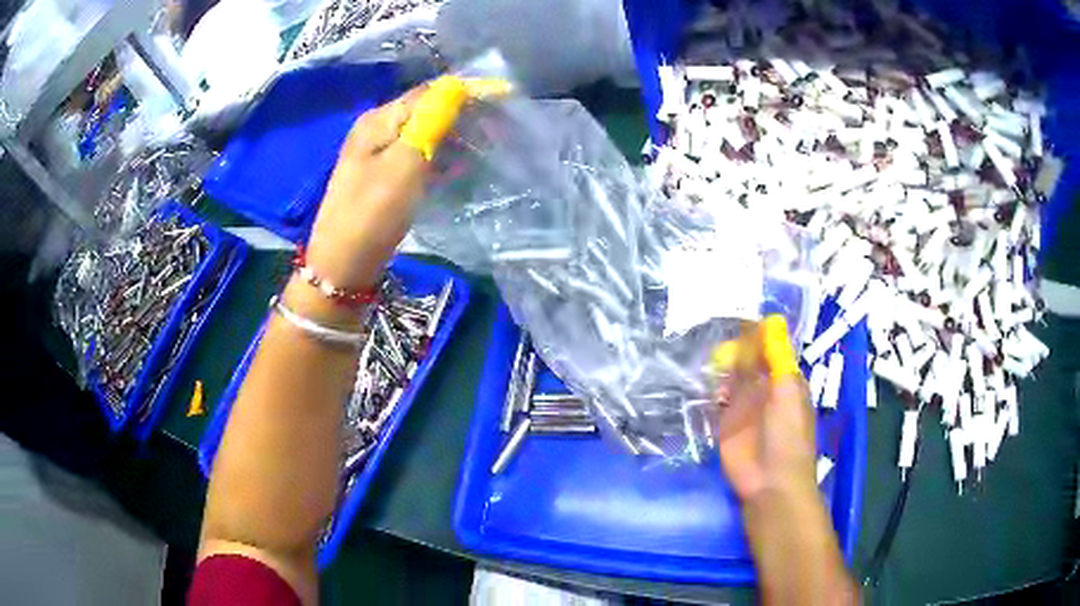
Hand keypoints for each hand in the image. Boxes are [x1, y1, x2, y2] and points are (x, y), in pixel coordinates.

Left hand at [306, 75, 499, 290]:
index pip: (430, 92)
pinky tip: (458, 169)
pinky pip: (416, 156)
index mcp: (379, 119)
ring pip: (424, 134)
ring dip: (454, 138)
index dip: (466, 93)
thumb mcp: (404, 164)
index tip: (501, 103)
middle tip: (496, 133)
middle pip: (426, 110)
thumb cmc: (373, 214)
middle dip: (462, 116)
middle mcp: (376, 129)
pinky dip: (439, 158)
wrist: (342, 266)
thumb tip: (456, 86)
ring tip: (484, 150)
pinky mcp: (382, 177)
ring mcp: (377, 154)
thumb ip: (430, 122)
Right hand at [715, 315, 817, 504]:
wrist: (770, 482)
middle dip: (736, 344)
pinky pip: (717, 396)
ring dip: (722, 362)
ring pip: (732, 375)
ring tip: (702, 342)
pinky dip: (710, 383)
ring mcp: (744, 405)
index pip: (771, 349)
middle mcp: (765, 388)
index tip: (738, 313)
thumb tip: (771, 322)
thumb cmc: (788, 436)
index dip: (757, 332)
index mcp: (785, 380)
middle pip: (750, 360)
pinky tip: (699, 370)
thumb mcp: (788, 393)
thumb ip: (777, 360)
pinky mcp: (725, 421)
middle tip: (713, 325)